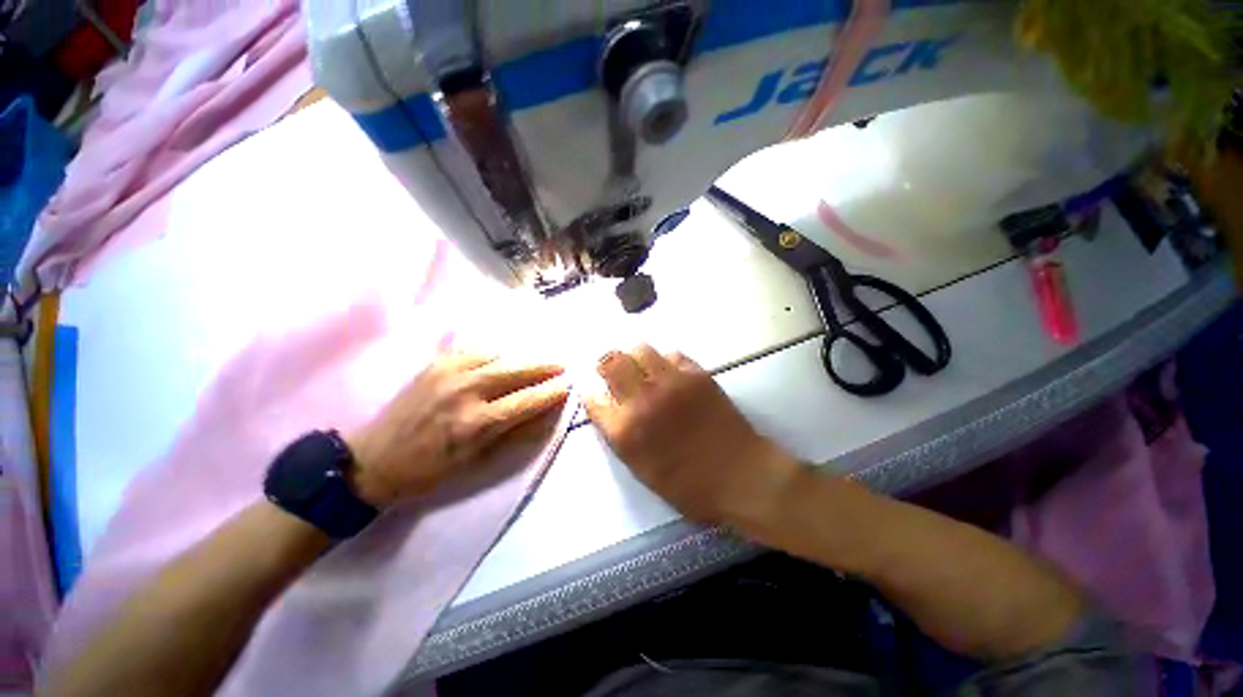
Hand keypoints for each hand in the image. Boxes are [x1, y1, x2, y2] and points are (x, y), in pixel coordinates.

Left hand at [346, 350, 567, 506]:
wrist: (378, 458)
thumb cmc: (427, 473)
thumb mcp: (472, 465)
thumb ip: (509, 438)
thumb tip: (543, 420)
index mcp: (476, 423)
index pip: (525, 401)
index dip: (550, 393)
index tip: (568, 386)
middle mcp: (465, 390)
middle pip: (514, 370)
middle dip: (541, 367)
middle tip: (562, 365)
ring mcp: (447, 372)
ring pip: (493, 355)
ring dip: (517, 357)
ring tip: (534, 361)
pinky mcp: (432, 364)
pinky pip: (470, 350)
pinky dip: (490, 352)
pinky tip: (498, 357)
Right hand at [583, 345, 801, 526]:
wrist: (740, 477)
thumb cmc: (690, 487)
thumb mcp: (642, 470)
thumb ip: (621, 437)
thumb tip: (610, 409)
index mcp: (625, 432)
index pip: (592, 396)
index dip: (590, 391)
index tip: (594, 390)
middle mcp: (642, 400)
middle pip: (611, 361)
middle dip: (606, 364)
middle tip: (612, 372)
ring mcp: (671, 383)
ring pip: (640, 348)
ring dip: (634, 357)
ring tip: (641, 369)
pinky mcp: (697, 375)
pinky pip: (671, 354)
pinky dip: (663, 360)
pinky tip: (668, 374)